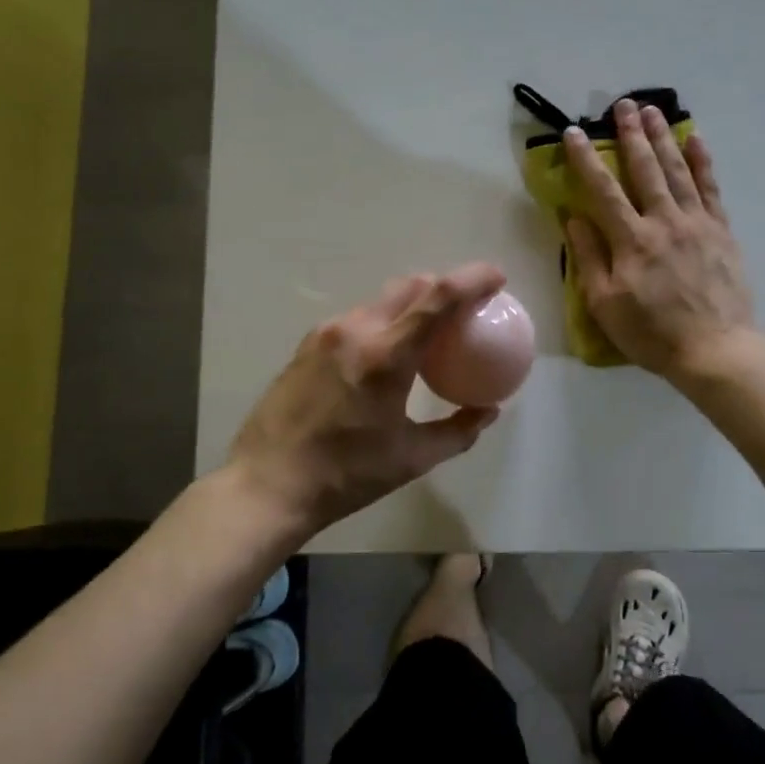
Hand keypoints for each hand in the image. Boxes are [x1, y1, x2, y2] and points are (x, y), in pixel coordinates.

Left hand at [227, 264, 505, 539]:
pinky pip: (355, 320)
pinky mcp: (306, 345)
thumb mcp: (412, 458)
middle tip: (463, 309)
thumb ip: (458, 431)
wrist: (267, 485)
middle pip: (408, 286)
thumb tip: (488, 411)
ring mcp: (325, 334)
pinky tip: (383, 356)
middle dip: (441, 286)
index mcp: (386, 356)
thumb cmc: (346, 475)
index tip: (496, 278)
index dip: (472, 280)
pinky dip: (381, 323)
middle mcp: (354, 331)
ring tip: (424, 335)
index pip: (437, 298)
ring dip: (409, 306)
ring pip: (379, 301)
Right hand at [561, 98, 758, 378]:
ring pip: (677, 171)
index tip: (573, 132)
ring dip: (663, 138)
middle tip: (622, 104)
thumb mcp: (605, 304)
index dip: (586, 159)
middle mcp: (664, 221)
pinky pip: (711, 189)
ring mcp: (697, 223)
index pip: (603, 190)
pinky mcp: (721, 231)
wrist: (715, 350)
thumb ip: (589, 257)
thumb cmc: (652, 333)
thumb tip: (573, 217)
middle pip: (645, 169)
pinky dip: (703, 162)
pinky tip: (696, 140)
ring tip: (652, 111)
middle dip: (630, 135)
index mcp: (631, 240)